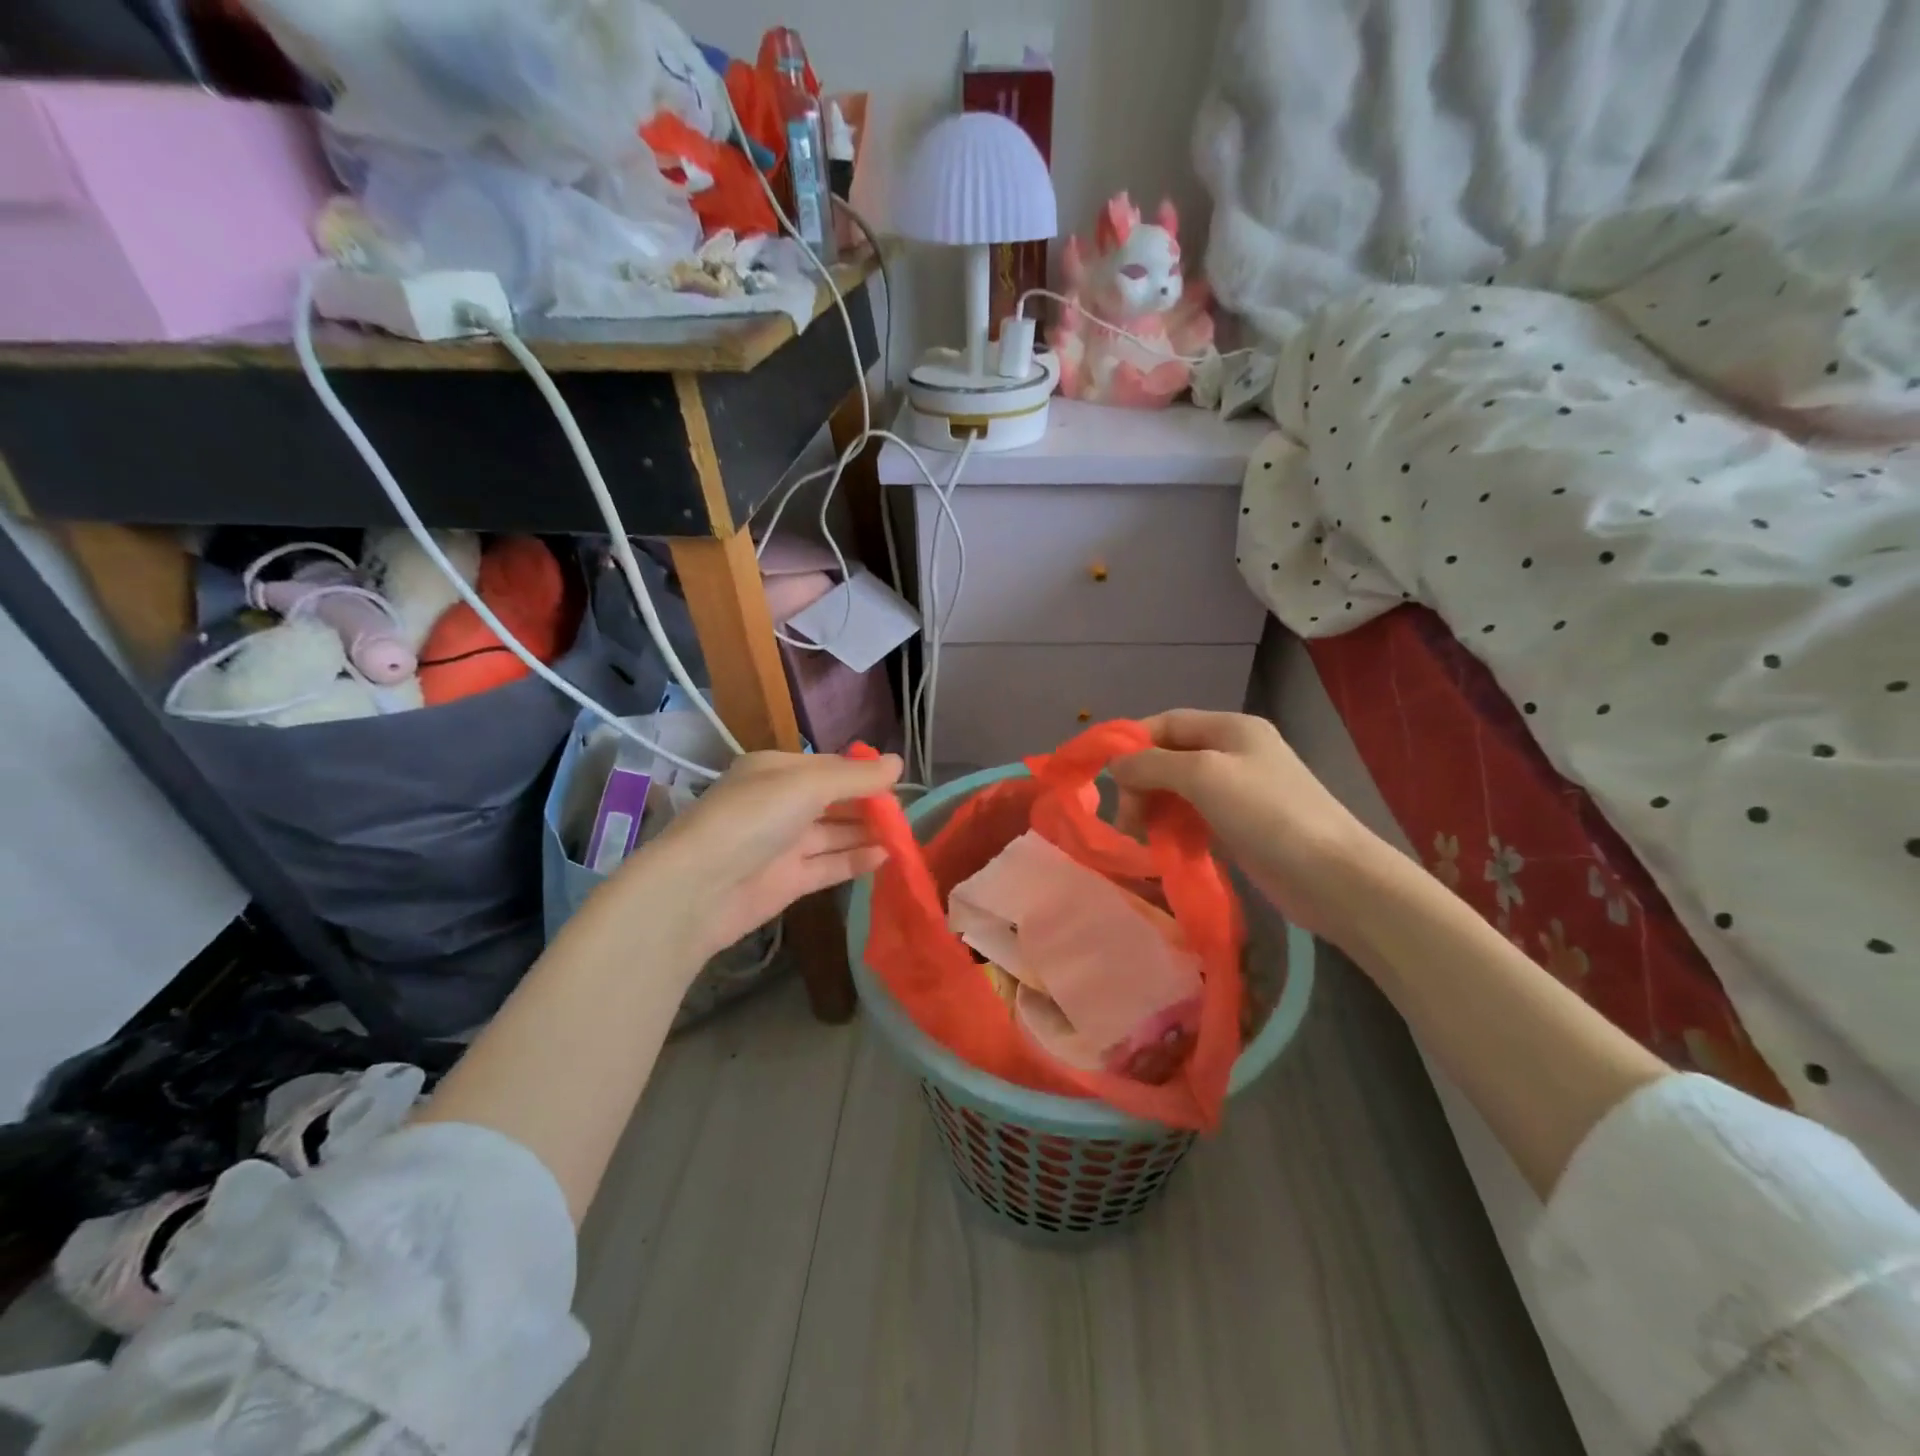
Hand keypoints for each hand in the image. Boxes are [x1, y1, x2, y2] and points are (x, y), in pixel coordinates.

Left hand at [618, 750, 902, 960]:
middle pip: (834, 801)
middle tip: (908, 814)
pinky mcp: (788, 881)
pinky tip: (886, 857)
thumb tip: (898, 762)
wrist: (698, 890)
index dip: (863, 774)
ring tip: (906, 836)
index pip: (829, 767)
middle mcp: (780, 804)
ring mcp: (783, 845)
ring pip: (835, 834)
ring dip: (867, 833)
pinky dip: (856, 860)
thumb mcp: (807, 785)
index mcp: (776, 771)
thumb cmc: (752, 819)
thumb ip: (855, 777)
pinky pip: (830, 865)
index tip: (900, 783)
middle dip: (869, 805)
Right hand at [1111, 710, 1387, 942]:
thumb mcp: (1203, 775)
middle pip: (1170, 758)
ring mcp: (1240, 792)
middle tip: (1126, 820)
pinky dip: (1175, 829)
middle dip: (1141, 784)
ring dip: (1154, 810)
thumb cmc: (1267, 813)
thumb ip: (1153, 764)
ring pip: (1179, 791)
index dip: (1132, 743)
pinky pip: (1195, 819)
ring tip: (1141, 838)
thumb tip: (1116, 766)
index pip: (1166, 723)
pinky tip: (1166, 849)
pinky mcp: (1242, 827)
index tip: (1105, 777)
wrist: (1332, 876)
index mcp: (1230, 728)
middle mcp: (1234, 753)